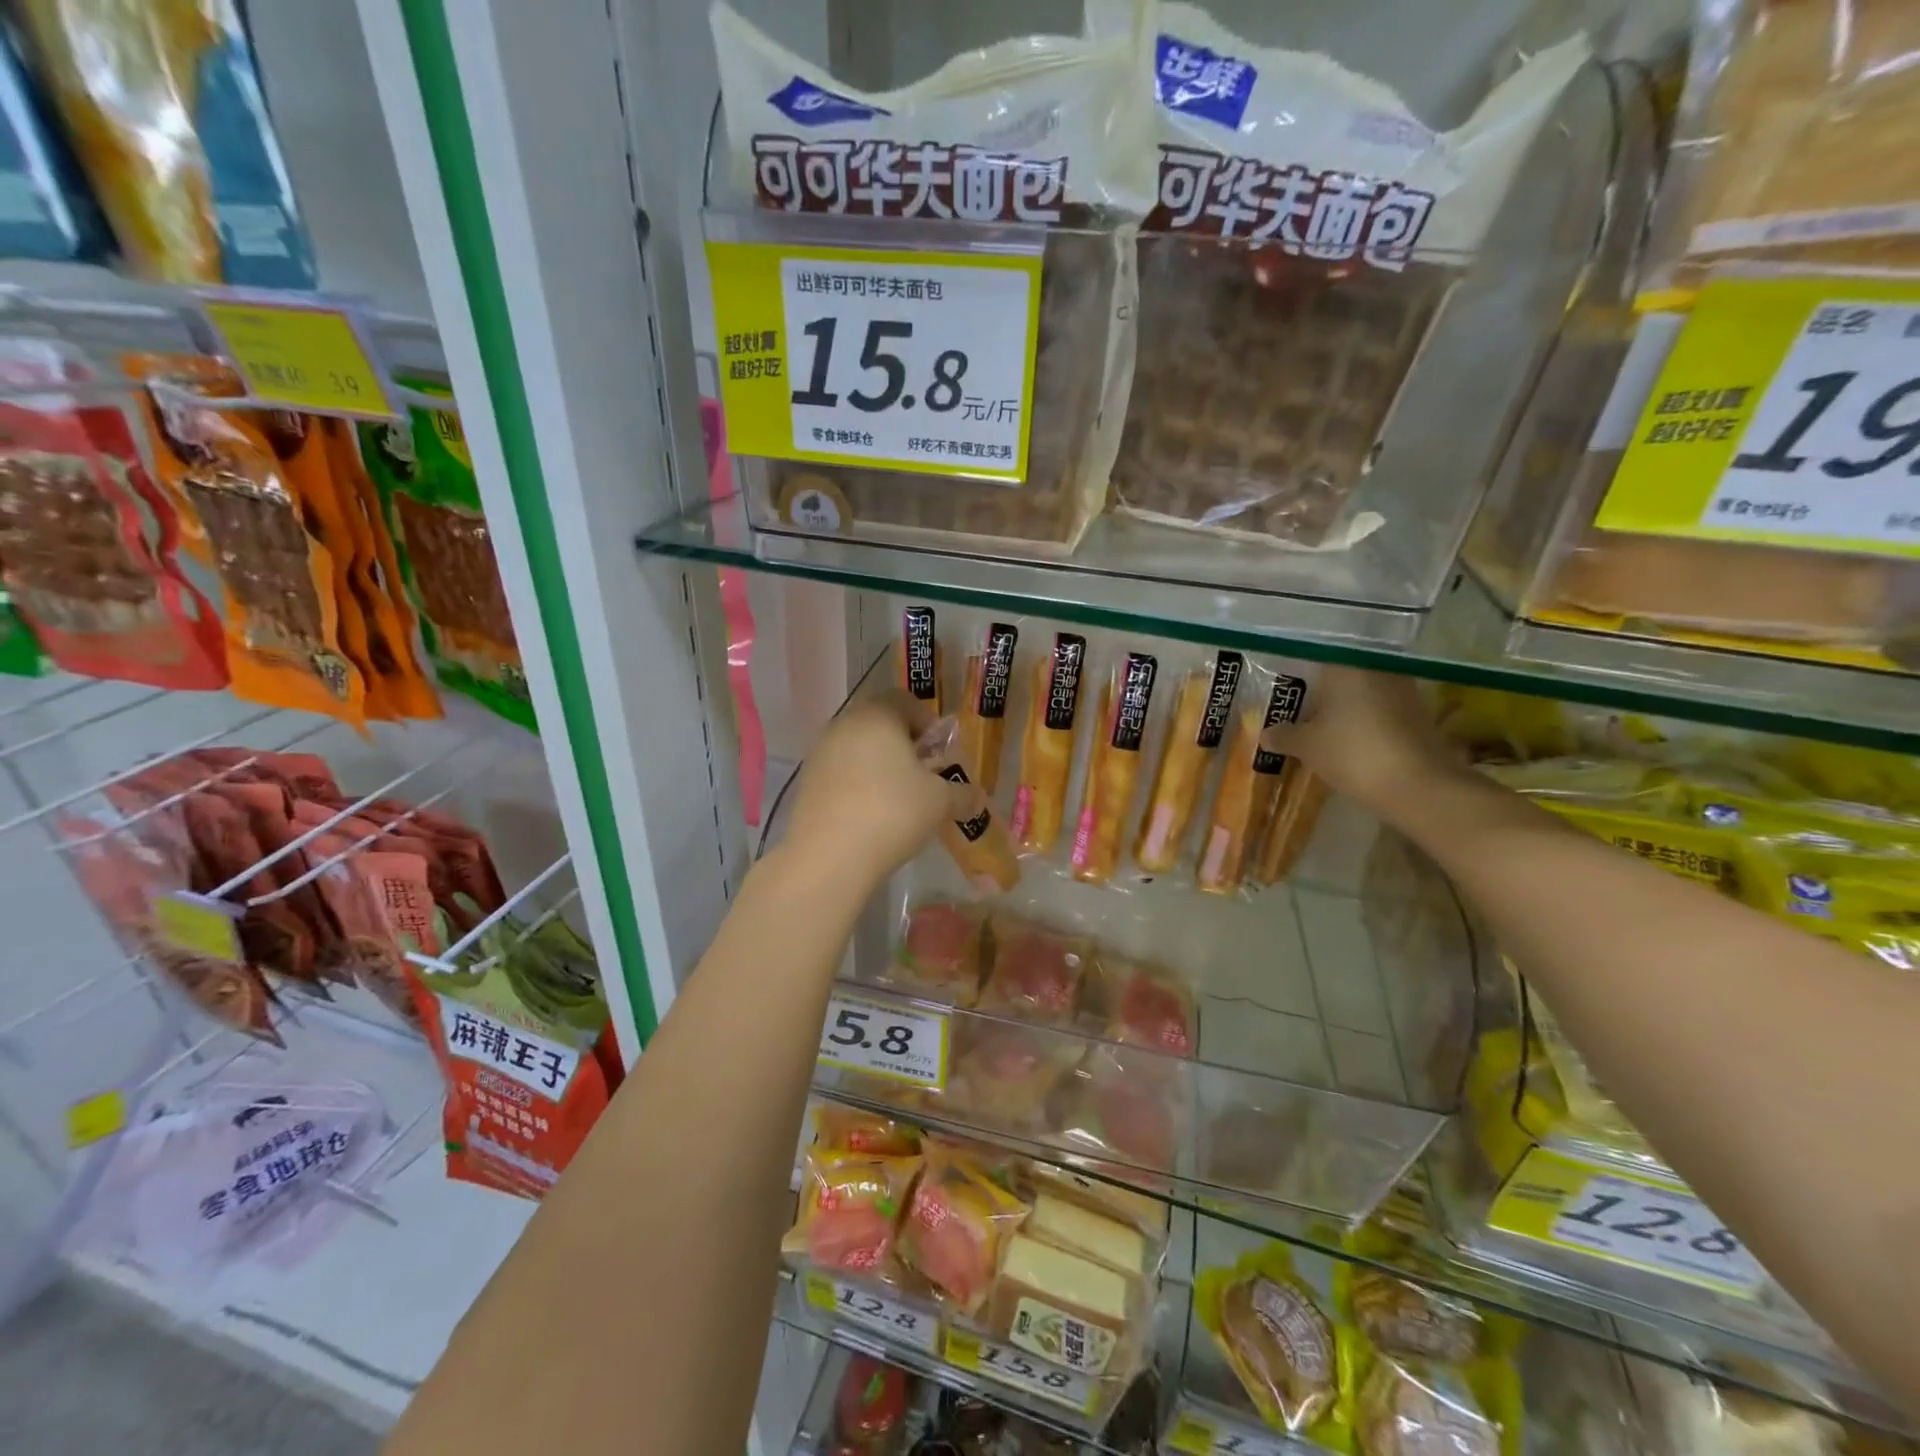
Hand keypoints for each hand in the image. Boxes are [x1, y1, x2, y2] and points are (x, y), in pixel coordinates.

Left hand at [783, 694, 969, 888]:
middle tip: (923, 774)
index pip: (905, 700)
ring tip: (898, 798)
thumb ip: (962, 794)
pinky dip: (857, 783)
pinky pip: (840, 772)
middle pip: (879, 722)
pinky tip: (871, 813)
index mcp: (878, 716)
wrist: (829, 856)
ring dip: (879, 764)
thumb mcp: (940, 803)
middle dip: (903, 744)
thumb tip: (977, 797)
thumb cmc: (893, 813)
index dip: (927, 721)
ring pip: (857, 747)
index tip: (939, 751)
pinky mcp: (807, 782)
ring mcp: (820, 753)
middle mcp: (844, 725)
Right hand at [1260, 667, 1463, 816]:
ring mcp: (1401, 689)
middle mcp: (1375, 668)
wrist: (1419, 786)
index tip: (1279, 687)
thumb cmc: (1352, 753)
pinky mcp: (1417, 713)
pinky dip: (1361, 720)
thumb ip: (1283, 735)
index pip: (1312, 657)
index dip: (1293, 671)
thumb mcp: (1306, 746)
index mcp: (1345, 665)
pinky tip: (1346, 739)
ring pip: (1360, 691)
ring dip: (1341, 707)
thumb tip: (1266, 733)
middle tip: (1294, 709)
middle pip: (1338, 674)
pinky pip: (1378, 708)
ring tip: (1317, 727)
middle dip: (1318, 691)